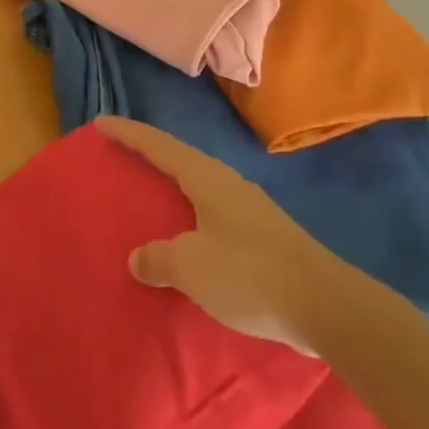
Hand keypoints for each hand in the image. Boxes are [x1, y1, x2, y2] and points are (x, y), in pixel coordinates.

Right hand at [98, 116, 330, 355]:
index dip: (129, 133)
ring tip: (149, 199)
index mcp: (207, 178)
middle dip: (150, 157)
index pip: (159, 145)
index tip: (101, 122)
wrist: (326, 306)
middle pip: (180, 160)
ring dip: (172, 191)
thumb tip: (138, 258)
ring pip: (199, 189)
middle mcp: (228, 185)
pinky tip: (186, 240)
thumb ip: (159, 258)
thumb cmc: (250, 273)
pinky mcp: (264, 238)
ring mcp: (249, 210)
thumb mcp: (191, 265)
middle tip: (121, 158)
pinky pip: (213, 217)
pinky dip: (190, 220)